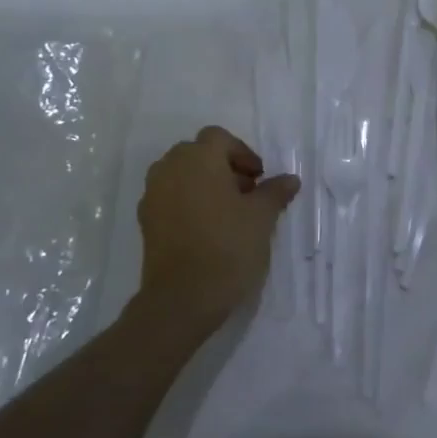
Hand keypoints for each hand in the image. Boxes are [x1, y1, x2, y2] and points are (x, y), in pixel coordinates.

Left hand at [136, 126, 299, 334]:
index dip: (242, 153)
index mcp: (198, 158)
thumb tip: (290, 179)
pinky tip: (207, 229)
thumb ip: (275, 192)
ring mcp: (153, 195)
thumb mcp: (262, 217)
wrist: (182, 299)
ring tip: (227, 212)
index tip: (258, 178)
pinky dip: (188, 203)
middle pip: (198, 153)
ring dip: (204, 184)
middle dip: (223, 167)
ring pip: (181, 175)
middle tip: (245, 193)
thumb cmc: (228, 247)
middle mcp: (170, 168)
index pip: (219, 138)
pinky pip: (170, 198)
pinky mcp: (145, 221)